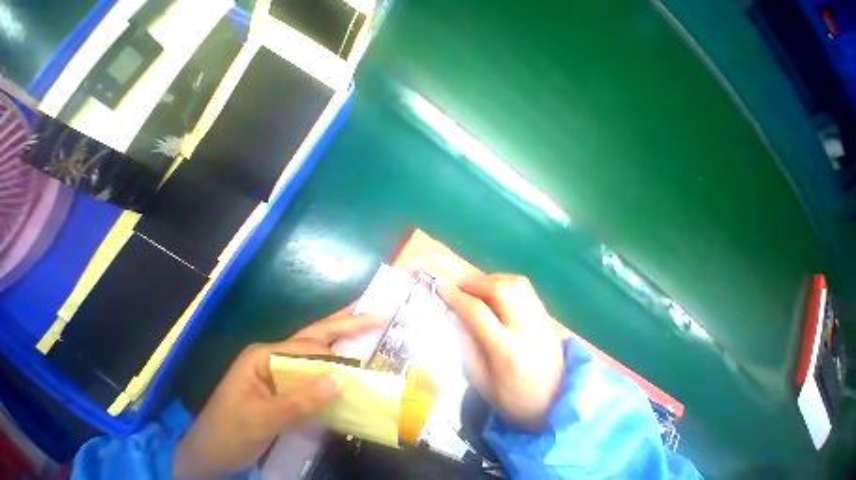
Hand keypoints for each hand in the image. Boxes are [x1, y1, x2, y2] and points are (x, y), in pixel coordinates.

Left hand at [173, 306, 385, 478]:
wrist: (204, 458)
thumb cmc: (225, 437)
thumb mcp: (258, 422)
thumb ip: (298, 401)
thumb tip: (339, 381)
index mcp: (265, 354)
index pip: (309, 348)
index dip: (333, 358)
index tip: (355, 370)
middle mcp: (275, 351)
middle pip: (318, 332)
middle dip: (349, 321)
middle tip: (378, 314)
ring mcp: (280, 361)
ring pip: (319, 339)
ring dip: (345, 328)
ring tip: (368, 316)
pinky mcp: (286, 375)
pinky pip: (317, 358)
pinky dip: (336, 349)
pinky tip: (349, 344)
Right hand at [438, 274, 563, 431]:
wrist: (557, 403)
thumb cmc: (514, 399)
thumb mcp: (481, 381)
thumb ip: (466, 344)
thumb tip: (453, 312)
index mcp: (508, 353)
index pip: (478, 313)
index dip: (456, 296)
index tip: (440, 286)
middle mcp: (527, 330)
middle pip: (500, 289)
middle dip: (473, 281)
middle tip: (458, 284)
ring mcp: (540, 319)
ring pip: (514, 282)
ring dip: (489, 279)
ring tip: (475, 287)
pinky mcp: (545, 314)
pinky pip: (523, 286)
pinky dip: (504, 281)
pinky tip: (494, 290)